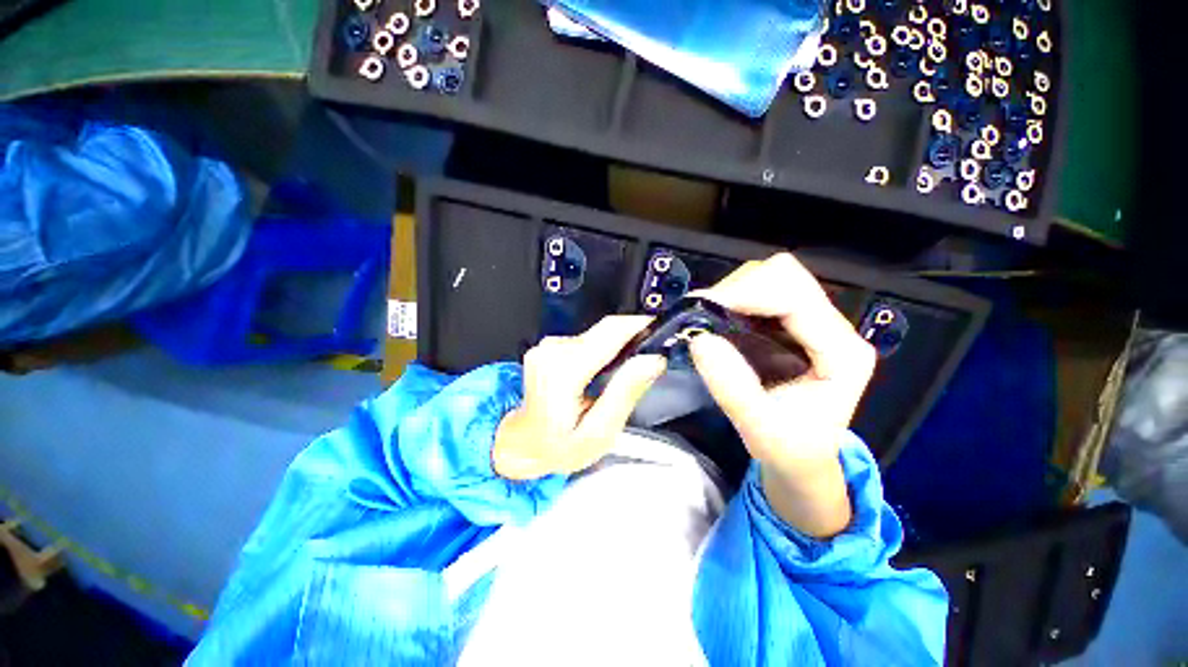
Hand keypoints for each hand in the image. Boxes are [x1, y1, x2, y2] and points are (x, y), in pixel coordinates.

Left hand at [493, 317, 666, 480]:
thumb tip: (652, 360)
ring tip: (623, 375)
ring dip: (615, 348)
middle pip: (605, 330)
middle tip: (648, 360)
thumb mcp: (599, 432)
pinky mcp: (548, 346)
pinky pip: (585, 340)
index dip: (640, 325)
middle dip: (631, 339)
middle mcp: (552, 351)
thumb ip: (625, 392)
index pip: (610, 332)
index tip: (662, 328)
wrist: (524, 443)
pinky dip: (600, 351)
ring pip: (597, 334)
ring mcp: (547, 346)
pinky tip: (600, 374)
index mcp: (564, 372)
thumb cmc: (560, 446)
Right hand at [688, 253, 875, 536]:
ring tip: (707, 319)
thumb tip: (699, 339)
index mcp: (841, 352)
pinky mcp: (790, 322)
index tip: (703, 309)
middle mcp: (832, 326)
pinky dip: (732, 300)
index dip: (746, 294)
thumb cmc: (790, 449)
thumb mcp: (761, 429)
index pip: (795, 296)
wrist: (803, 456)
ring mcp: (812, 320)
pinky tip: (718, 321)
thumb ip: (733, 387)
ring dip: (732, 292)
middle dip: (737, 289)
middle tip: (702, 315)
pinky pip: (759, 292)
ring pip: (769, 277)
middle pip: (784, 274)